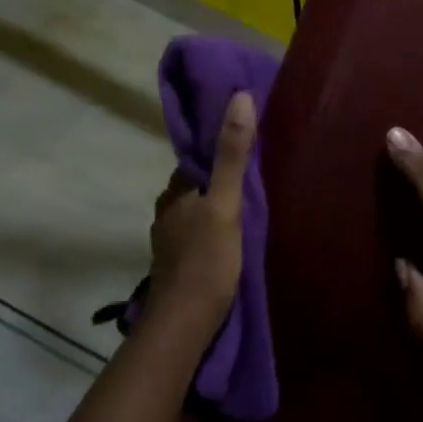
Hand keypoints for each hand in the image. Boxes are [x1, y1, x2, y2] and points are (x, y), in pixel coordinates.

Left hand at [146, 90, 256, 332]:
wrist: (184, 324)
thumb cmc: (206, 260)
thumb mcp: (226, 204)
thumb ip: (232, 154)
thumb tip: (239, 97)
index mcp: (175, 193)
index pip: (196, 160)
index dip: (218, 150)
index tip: (247, 144)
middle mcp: (167, 212)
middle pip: (197, 186)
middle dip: (219, 180)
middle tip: (256, 177)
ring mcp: (170, 242)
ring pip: (197, 212)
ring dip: (216, 207)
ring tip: (248, 208)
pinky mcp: (178, 266)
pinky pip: (198, 236)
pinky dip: (213, 231)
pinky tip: (232, 240)